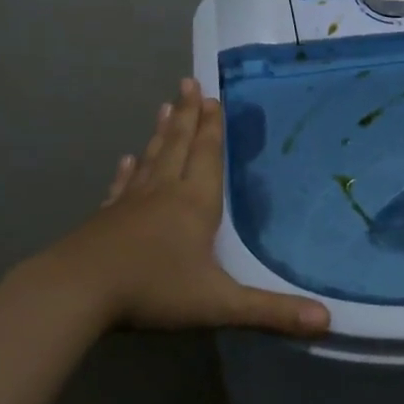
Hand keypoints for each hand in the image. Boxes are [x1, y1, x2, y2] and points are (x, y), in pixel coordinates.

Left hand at [31, 78, 329, 336]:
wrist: (76, 293)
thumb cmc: (153, 290)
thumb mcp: (219, 303)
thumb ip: (272, 312)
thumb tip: (327, 320)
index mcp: (195, 203)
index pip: (208, 156)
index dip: (213, 127)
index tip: (213, 96)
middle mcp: (164, 193)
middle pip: (179, 146)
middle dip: (188, 115)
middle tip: (189, 83)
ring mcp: (131, 204)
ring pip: (152, 159)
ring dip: (162, 133)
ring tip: (165, 106)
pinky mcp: (105, 219)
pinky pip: (122, 187)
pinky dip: (128, 171)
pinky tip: (127, 160)